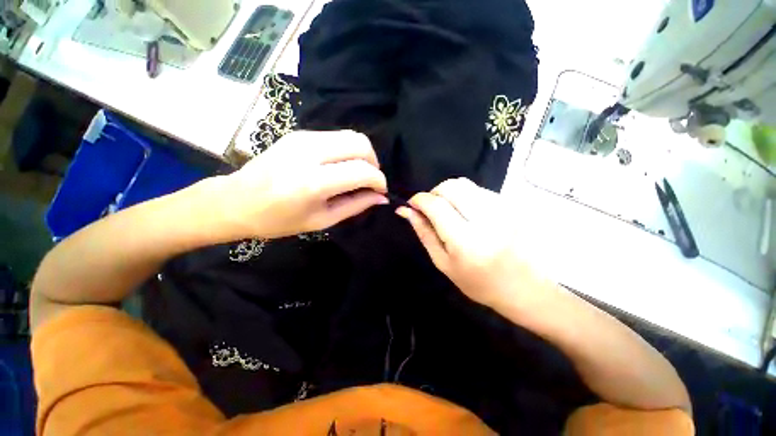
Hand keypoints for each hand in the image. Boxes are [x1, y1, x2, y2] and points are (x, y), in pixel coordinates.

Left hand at [216, 130, 387, 239]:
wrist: (235, 201)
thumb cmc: (278, 220)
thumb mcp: (322, 220)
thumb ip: (356, 205)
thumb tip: (381, 197)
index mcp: (314, 182)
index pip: (362, 171)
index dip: (379, 181)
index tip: (380, 191)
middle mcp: (309, 153)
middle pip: (360, 143)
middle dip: (374, 162)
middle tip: (370, 180)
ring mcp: (303, 138)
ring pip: (350, 135)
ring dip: (362, 155)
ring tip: (357, 174)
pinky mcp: (299, 133)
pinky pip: (336, 136)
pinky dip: (347, 150)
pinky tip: (340, 166)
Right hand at [397, 178, 558, 311]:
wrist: (524, 288)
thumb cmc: (478, 283)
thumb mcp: (443, 262)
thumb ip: (424, 233)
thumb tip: (406, 211)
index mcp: (466, 241)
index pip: (436, 205)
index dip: (419, 200)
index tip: (412, 204)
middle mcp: (486, 219)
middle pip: (451, 186)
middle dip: (434, 193)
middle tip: (430, 209)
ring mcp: (502, 209)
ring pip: (465, 184)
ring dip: (449, 194)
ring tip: (449, 212)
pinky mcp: (511, 205)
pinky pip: (478, 189)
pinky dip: (464, 196)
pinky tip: (466, 213)